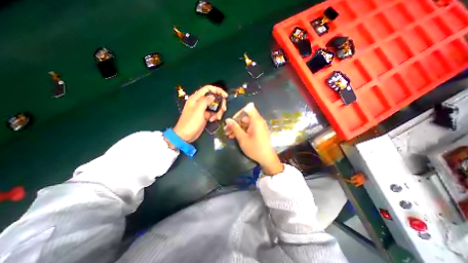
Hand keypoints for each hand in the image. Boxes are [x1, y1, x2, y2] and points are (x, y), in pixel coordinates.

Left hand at [174, 86, 228, 141]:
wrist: (185, 135)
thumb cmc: (191, 122)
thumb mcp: (198, 109)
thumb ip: (206, 100)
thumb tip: (213, 97)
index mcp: (196, 98)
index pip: (208, 88)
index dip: (217, 90)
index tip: (225, 96)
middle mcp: (200, 102)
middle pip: (214, 98)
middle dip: (220, 103)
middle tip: (223, 110)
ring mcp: (203, 109)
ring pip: (215, 106)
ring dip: (218, 111)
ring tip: (217, 118)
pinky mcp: (205, 116)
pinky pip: (213, 113)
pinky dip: (215, 116)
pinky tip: (213, 120)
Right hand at [224, 104, 282, 175]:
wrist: (267, 159)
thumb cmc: (255, 148)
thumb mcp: (242, 138)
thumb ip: (235, 128)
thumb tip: (227, 120)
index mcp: (256, 120)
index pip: (248, 109)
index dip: (239, 113)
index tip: (232, 121)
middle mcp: (258, 121)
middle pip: (245, 117)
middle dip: (235, 123)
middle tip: (226, 130)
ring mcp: (259, 127)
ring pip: (246, 123)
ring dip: (237, 128)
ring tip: (228, 134)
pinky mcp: (259, 132)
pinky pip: (249, 128)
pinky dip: (242, 131)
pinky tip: (234, 136)